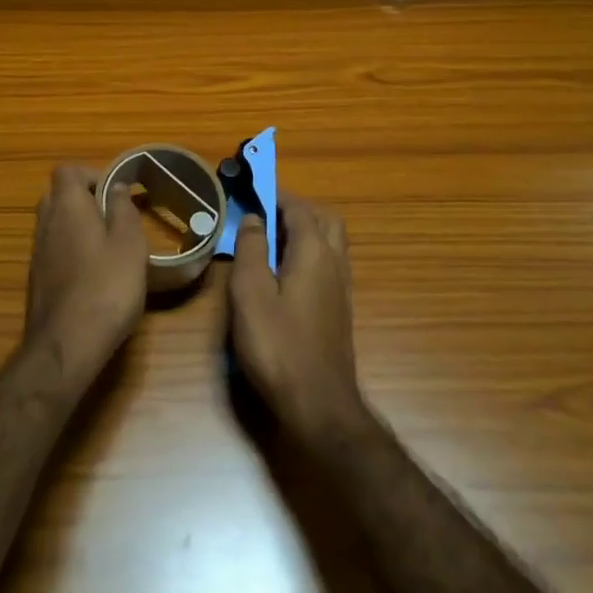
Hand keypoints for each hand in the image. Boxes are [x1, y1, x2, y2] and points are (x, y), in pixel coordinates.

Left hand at [25, 164, 148, 376]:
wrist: (66, 344)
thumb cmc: (106, 286)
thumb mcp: (129, 243)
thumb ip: (123, 209)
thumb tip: (116, 186)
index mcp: (67, 206)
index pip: (66, 171)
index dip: (90, 173)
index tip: (115, 191)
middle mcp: (45, 223)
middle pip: (58, 196)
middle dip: (85, 200)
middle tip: (114, 217)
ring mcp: (37, 253)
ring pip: (55, 224)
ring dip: (78, 227)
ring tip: (110, 247)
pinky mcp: (37, 280)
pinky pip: (54, 250)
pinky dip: (72, 252)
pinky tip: (95, 275)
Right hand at [228, 193, 367, 446]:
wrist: (319, 404)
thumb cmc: (278, 346)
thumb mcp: (251, 293)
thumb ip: (252, 250)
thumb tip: (255, 218)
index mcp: (314, 252)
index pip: (299, 208)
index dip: (276, 194)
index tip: (252, 188)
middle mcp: (334, 262)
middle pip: (323, 219)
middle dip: (296, 209)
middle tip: (264, 215)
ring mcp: (341, 287)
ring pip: (330, 242)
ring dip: (304, 231)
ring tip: (269, 241)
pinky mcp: (339, 308)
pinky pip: (327, 263)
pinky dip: (308, 253)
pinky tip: (283, 274)